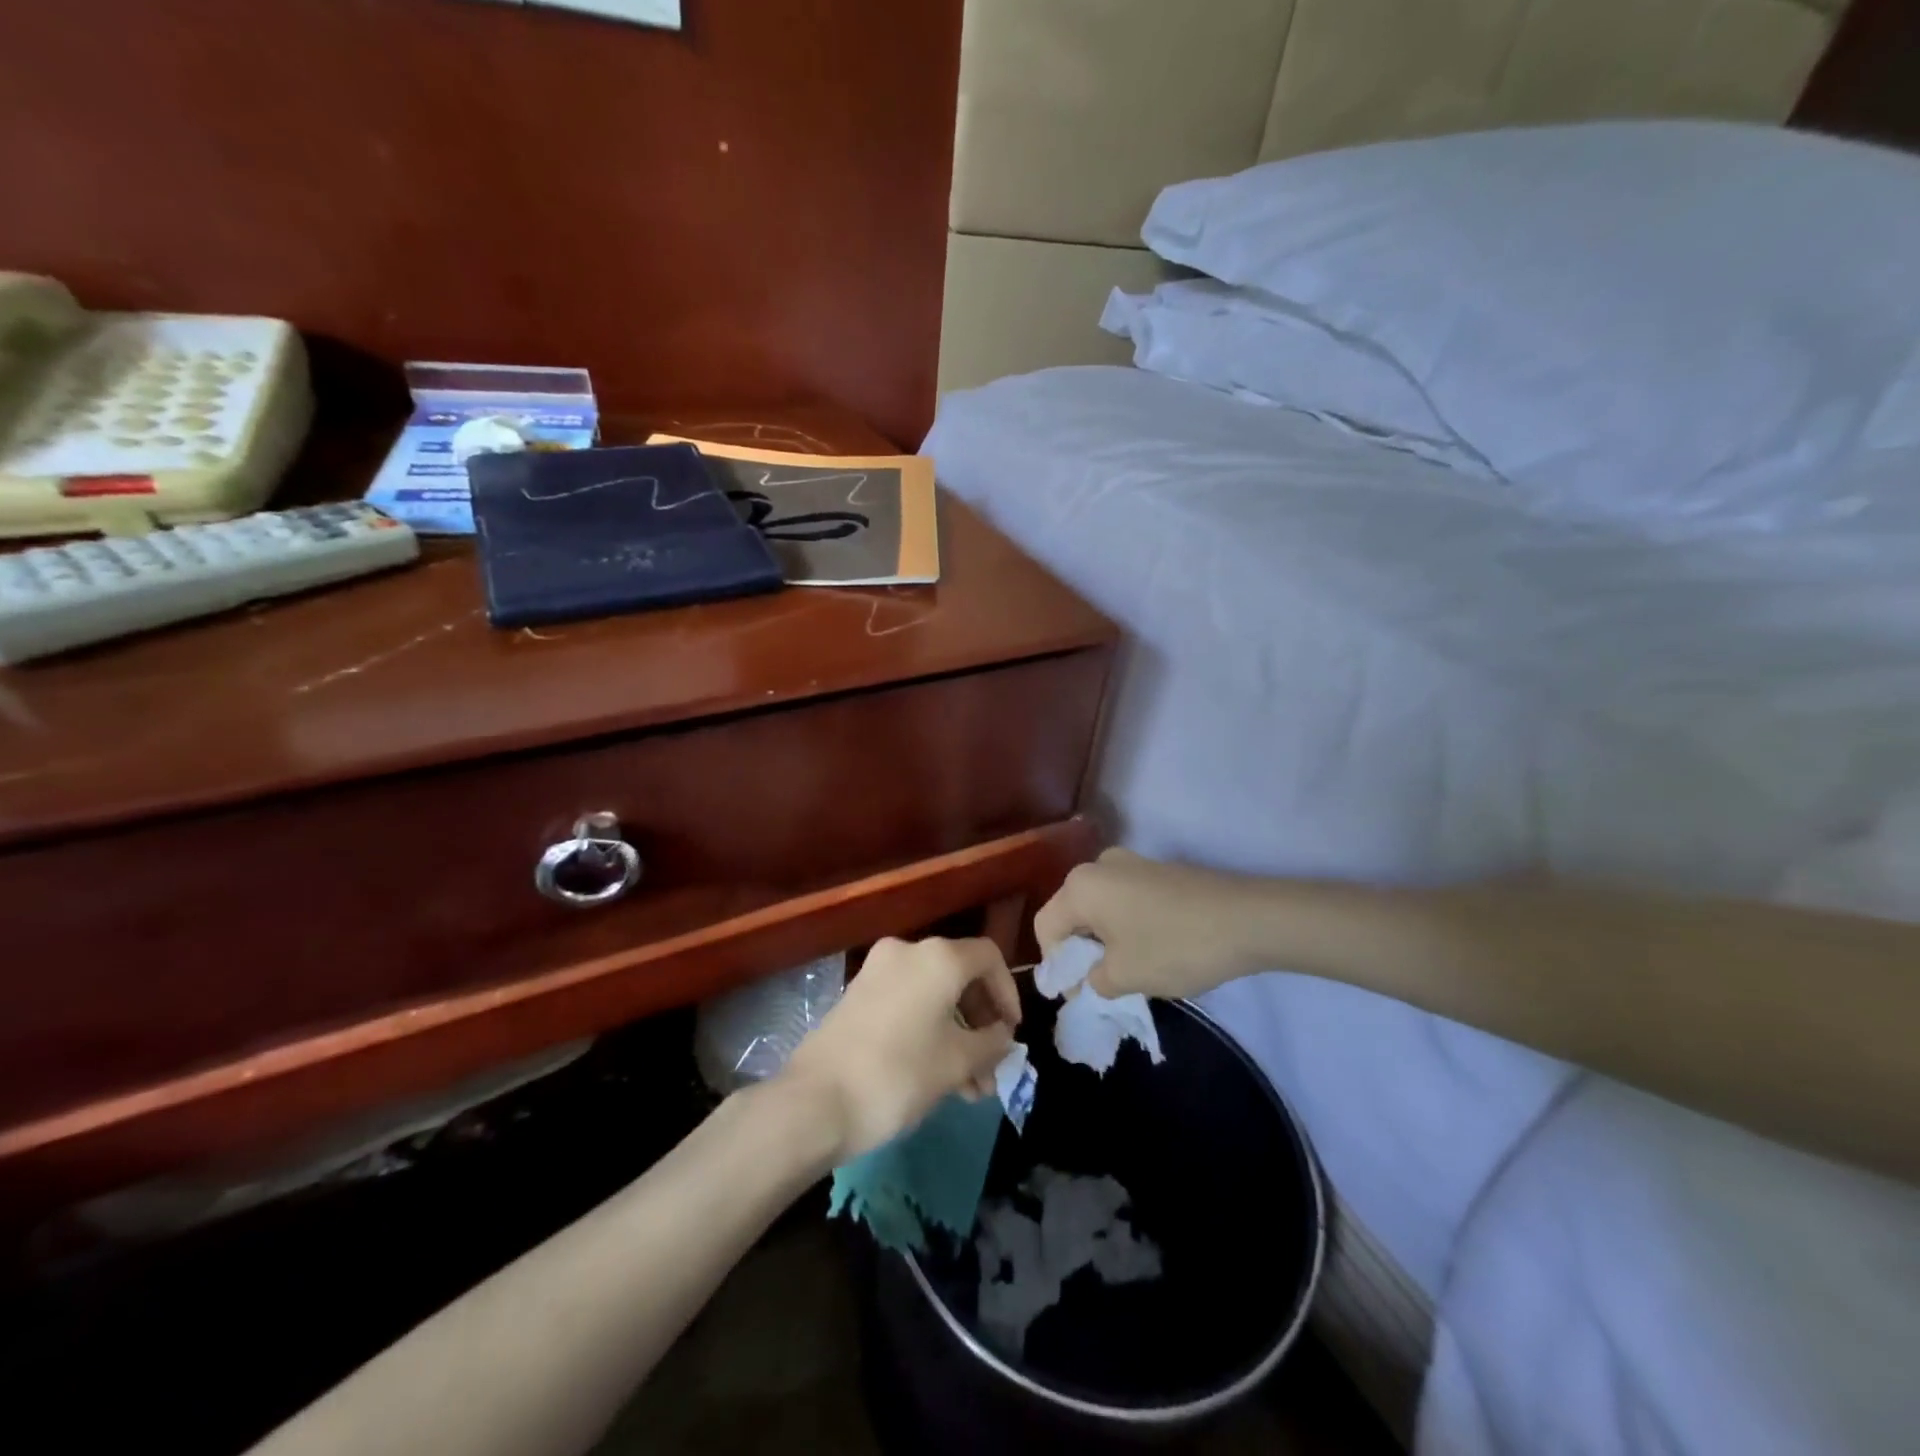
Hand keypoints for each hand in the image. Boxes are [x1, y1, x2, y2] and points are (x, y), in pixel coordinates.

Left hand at [783, 937, 1020, 1160]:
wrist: (816, 1100)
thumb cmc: (900, 1073)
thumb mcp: (958, 1061)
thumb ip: (991, 1043)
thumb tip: (1002, 1035)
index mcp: (938, 957)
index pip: (989, 957)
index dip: (1008, 993)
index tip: (1011, 1033)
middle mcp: (907, 952)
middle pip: (960, 977)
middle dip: (981, 1024)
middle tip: (992, 1069)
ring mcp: (878, 972)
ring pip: (934, 996)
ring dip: (957, 1037)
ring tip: (970, 1091)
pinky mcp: (857, 996)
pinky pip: (908, 1005)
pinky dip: (928, 1032)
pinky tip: (939, 1079)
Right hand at [1034, 848, 1270, 999]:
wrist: (1249, 919)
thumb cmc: (1174, 946)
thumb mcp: (1125, 976)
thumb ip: (1093, 982)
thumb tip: (1089, 980)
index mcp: (1080, 886)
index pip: (1046, 928)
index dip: (1056, 967)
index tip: (1079, 995)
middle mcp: (1099, 866)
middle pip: (1071, 913)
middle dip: (1080, 952)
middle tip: (1103, 985)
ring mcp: (1131, 863)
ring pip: (1100, 907)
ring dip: (1105, 940)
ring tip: (1131, 969)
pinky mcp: (1159, 870)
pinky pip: (1125, 900)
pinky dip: (1128, 926)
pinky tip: (1154, 948)